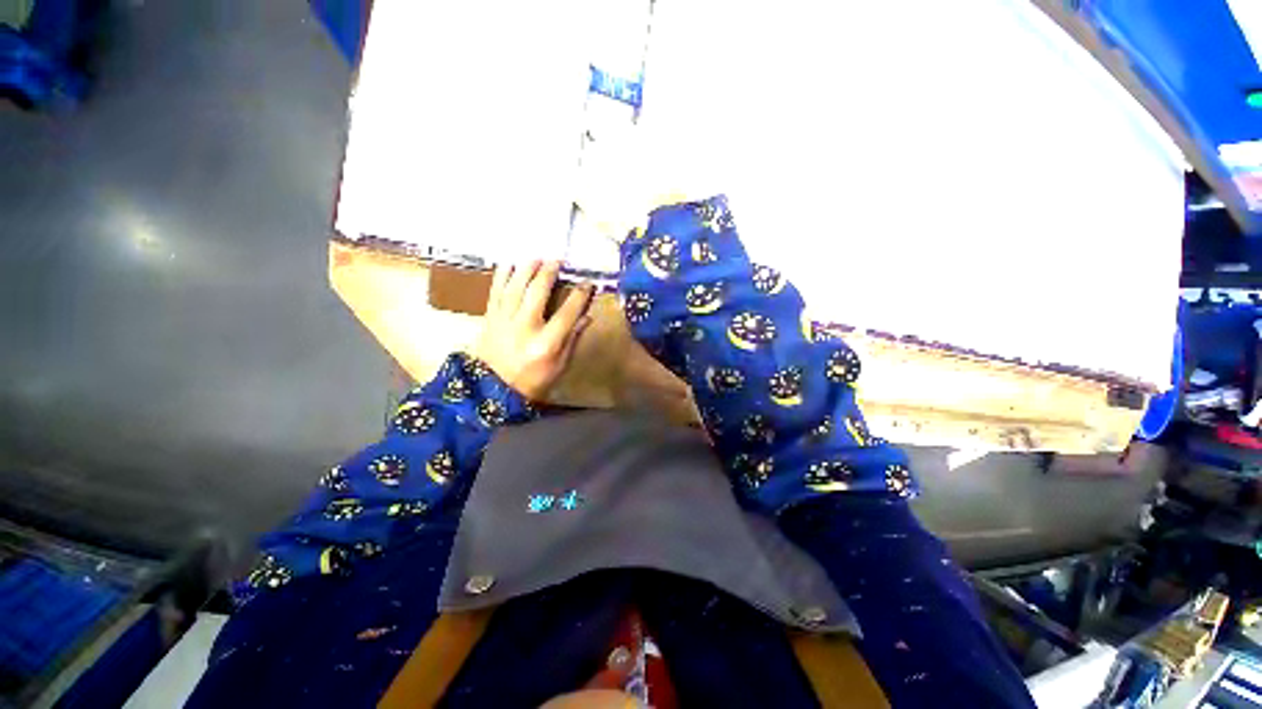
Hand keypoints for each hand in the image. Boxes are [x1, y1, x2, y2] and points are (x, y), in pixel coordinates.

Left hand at [469, 261, 593, 400]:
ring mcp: (504, 320)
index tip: (588, 283)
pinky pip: (495, 291)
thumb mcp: (560, 366)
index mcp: (546, 343)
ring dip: (526, 268)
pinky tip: (508, 263)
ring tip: (536, 257)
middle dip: (549, 272)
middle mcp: (525, 327)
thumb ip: (573, 339)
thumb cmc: (533, 381)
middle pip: (538, 292)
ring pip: (515, 287)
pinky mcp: (490, 318)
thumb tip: (587, 316)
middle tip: (557, 260)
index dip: (580, 295)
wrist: (491, 390)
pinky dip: (502, 275)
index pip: (567, 313)